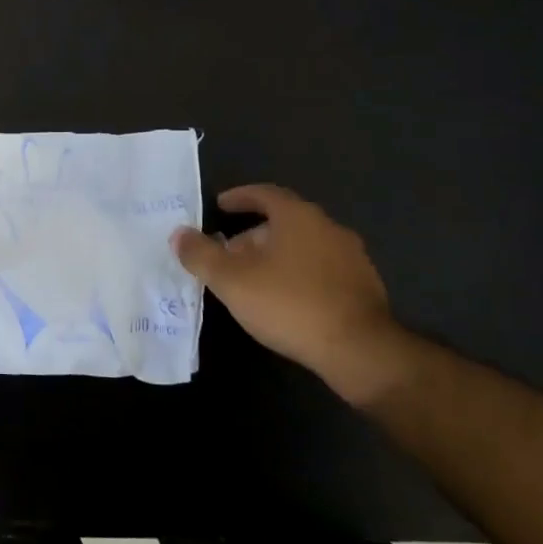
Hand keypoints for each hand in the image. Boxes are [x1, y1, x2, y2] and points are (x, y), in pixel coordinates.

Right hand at [172, 185, 403, 403]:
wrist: (358, 349)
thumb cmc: (288, 304)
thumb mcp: (231, 280)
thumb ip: (201, 254)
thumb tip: (179, 234)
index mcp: (298, 217)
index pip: (265, 194)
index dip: (239, 197)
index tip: (220, 206)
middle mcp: (328, 227)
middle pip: (283, 221)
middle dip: (252, 234)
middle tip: (228, 254)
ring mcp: (351, 256)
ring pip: (303, 246)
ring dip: (276, 255)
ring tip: (252, 279)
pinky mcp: (363, 285)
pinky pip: (320, 268)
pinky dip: (298, 273)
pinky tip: (284, 299)